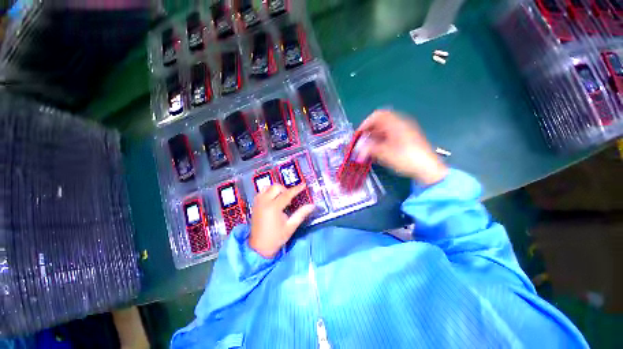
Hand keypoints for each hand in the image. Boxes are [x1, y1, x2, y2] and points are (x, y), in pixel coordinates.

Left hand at [249, 184, 314, 257]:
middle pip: (276, 187)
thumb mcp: (291, 226)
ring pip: (267, 187)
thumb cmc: (276, 238)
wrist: (259, 248)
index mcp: (273, 208)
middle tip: (290, 198)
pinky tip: (273, 200)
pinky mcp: (254, 205)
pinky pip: (261, 192)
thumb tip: (312, 205)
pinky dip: (268, 192)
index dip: (296, 189)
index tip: (304, 185)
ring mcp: (258, 203)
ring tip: (281, 198)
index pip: (287, 194)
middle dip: (285, 190)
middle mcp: (264, 202)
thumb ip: (301, 214)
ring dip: (276, 190)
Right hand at [357, 109, 447, 184]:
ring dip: (374, 138)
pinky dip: (381, 141)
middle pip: (380, 122)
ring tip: (367, 149)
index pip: (377, 115)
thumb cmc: (406, 158)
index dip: (365, 123)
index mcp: (396, 124)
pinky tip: (377, 150)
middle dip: (368, 132)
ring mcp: (404, 131)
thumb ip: (369, 149)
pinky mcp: (406, 138)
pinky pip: (390, 135)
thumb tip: (358, 149)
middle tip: (362, 143)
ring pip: (384, 130)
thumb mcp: (384, 154)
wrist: (428, 169)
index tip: (359, 134)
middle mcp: (400, 124)